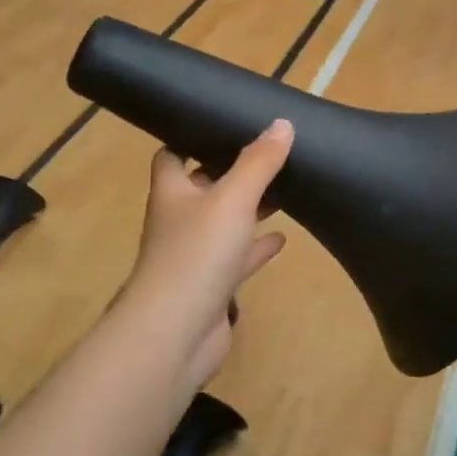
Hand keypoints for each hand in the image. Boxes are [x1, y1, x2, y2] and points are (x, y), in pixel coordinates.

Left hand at [118, 120, 293, 386]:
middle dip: (231, 172)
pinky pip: (238, 258)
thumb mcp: (233, 198)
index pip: (173, 154)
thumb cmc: (197, 253)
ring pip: (224, 223)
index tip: (224, 124)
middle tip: (268, 154)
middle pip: (203, 187)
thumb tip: (282, 123)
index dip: (192, 138)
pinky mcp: (212, 285)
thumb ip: (258, 162)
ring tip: (284, 189)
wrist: (176, 332)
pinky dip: (257, 247)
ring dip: (249, 208)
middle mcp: (179, 219)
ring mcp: (195, 255)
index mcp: (172, 191)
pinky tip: (282, 239)